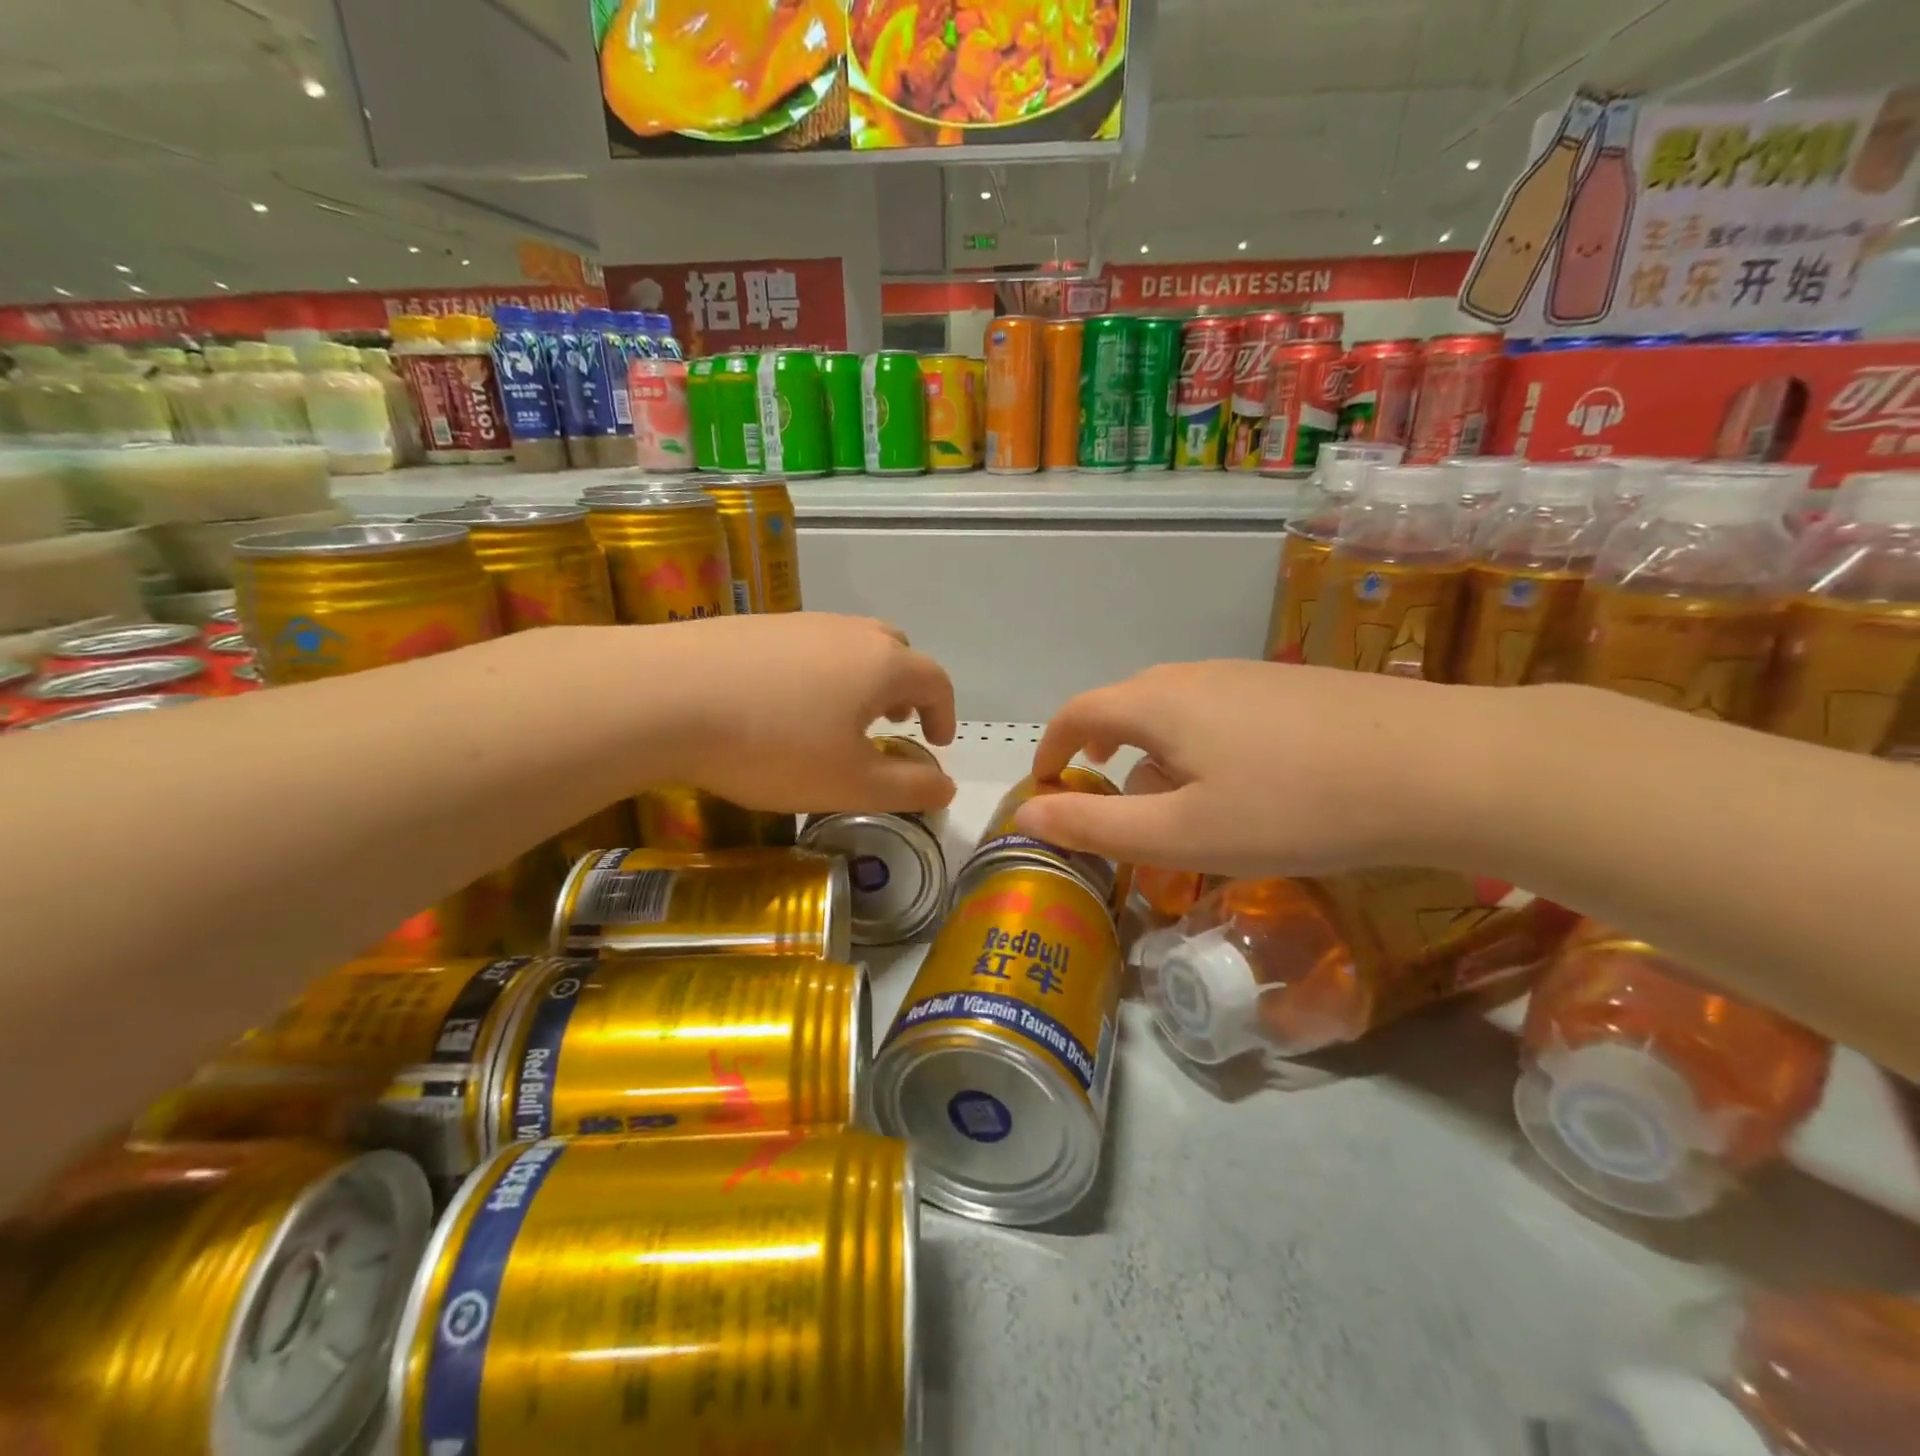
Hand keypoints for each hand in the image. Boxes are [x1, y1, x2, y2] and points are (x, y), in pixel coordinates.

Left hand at [638, 613, 957, 814]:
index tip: (936, 742)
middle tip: (892, 723)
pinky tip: (783, 705)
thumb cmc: (773, 745)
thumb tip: (946, 786)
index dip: (944, 713)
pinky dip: (817, 673)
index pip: (935, 680)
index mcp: (882, 664)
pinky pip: (806, 647)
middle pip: (895, 652)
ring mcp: (798, 623)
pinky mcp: (754, 626)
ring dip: (861, 679)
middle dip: (904, 689)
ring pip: (849, 646)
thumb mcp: (849, 784)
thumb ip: (907, 788)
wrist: (663, 695)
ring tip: (840, 717)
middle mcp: (847, 632)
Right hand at [1015, 661, 1483, 877]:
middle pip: (1126, 705)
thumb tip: (1027, 814)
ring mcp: (1249, 675)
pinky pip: (1220, 712)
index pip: (1078, 711)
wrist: (1440, 765)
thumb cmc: (1293, 807)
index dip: (1052, 745)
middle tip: (1107, 796)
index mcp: (1157, 702)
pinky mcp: (1292, 687)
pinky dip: (1202, 746)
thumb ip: (1097, 824)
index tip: (1046, 782)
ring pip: (1176, 710)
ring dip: (1156, 752)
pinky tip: (1245, 786)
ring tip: (1177, 804)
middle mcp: (1195, 675)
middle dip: (1103, 751)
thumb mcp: (1182, 833)